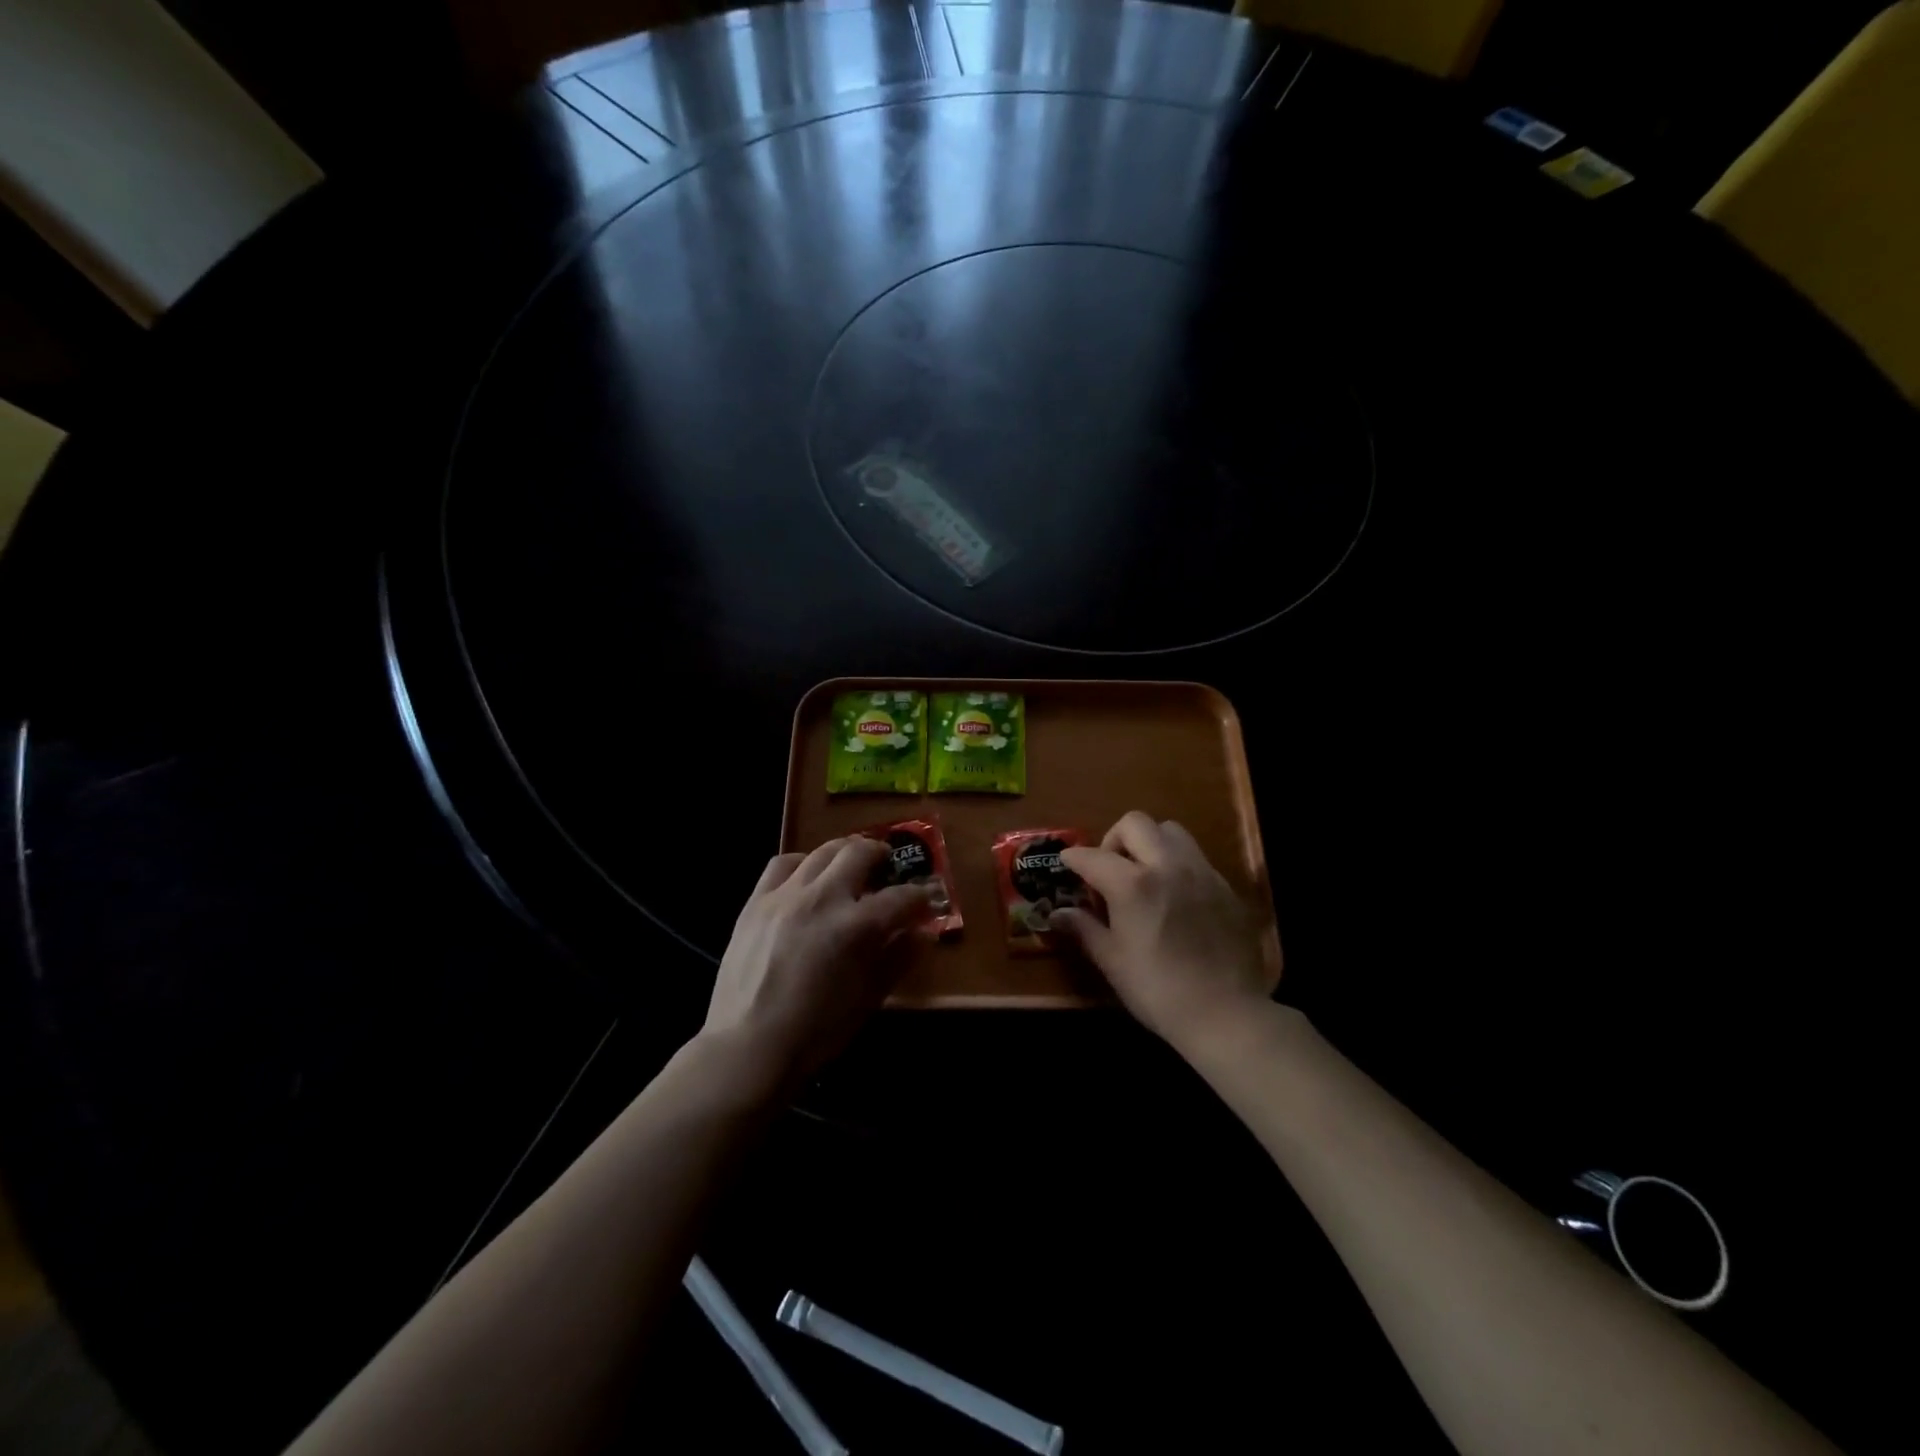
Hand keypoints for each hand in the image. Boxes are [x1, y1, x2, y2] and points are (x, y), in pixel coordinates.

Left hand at [702, 837, 935, 1088]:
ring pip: (823, 851)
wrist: (748, 1048)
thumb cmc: (816, 1032)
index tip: (925, 904)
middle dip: (882, 856)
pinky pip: (783, 863)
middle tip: (888, 869)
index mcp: (856, 926)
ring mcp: (786, 895)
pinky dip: (803, 863)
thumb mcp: (869, 998)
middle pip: (860, 852)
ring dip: (845, 854)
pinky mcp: (756, 901)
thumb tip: (923, 933)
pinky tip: (808, 878)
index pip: (901, 898)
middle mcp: (823, 897)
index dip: (920, 899)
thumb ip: (898, 958)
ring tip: (851, 866)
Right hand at [1054, 812, 1273, 1052]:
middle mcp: (1168, 866)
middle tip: (1110, 868)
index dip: (1074, 858)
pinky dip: (1177, 864)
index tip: (1067, 863)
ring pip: (1171, 831)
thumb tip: (1058, 914)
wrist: (1226, 1014)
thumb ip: (1084, 929)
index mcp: (1133, 884)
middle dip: (1114, 839)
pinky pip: (1196, 857)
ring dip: (1151, 842)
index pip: (1093, 856)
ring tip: (1145, 874)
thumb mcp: (1113, 961)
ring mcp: (1201, 872)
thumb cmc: (1158, 990)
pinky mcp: (1225, 887)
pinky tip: (1175, 896)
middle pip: (1135, 824)